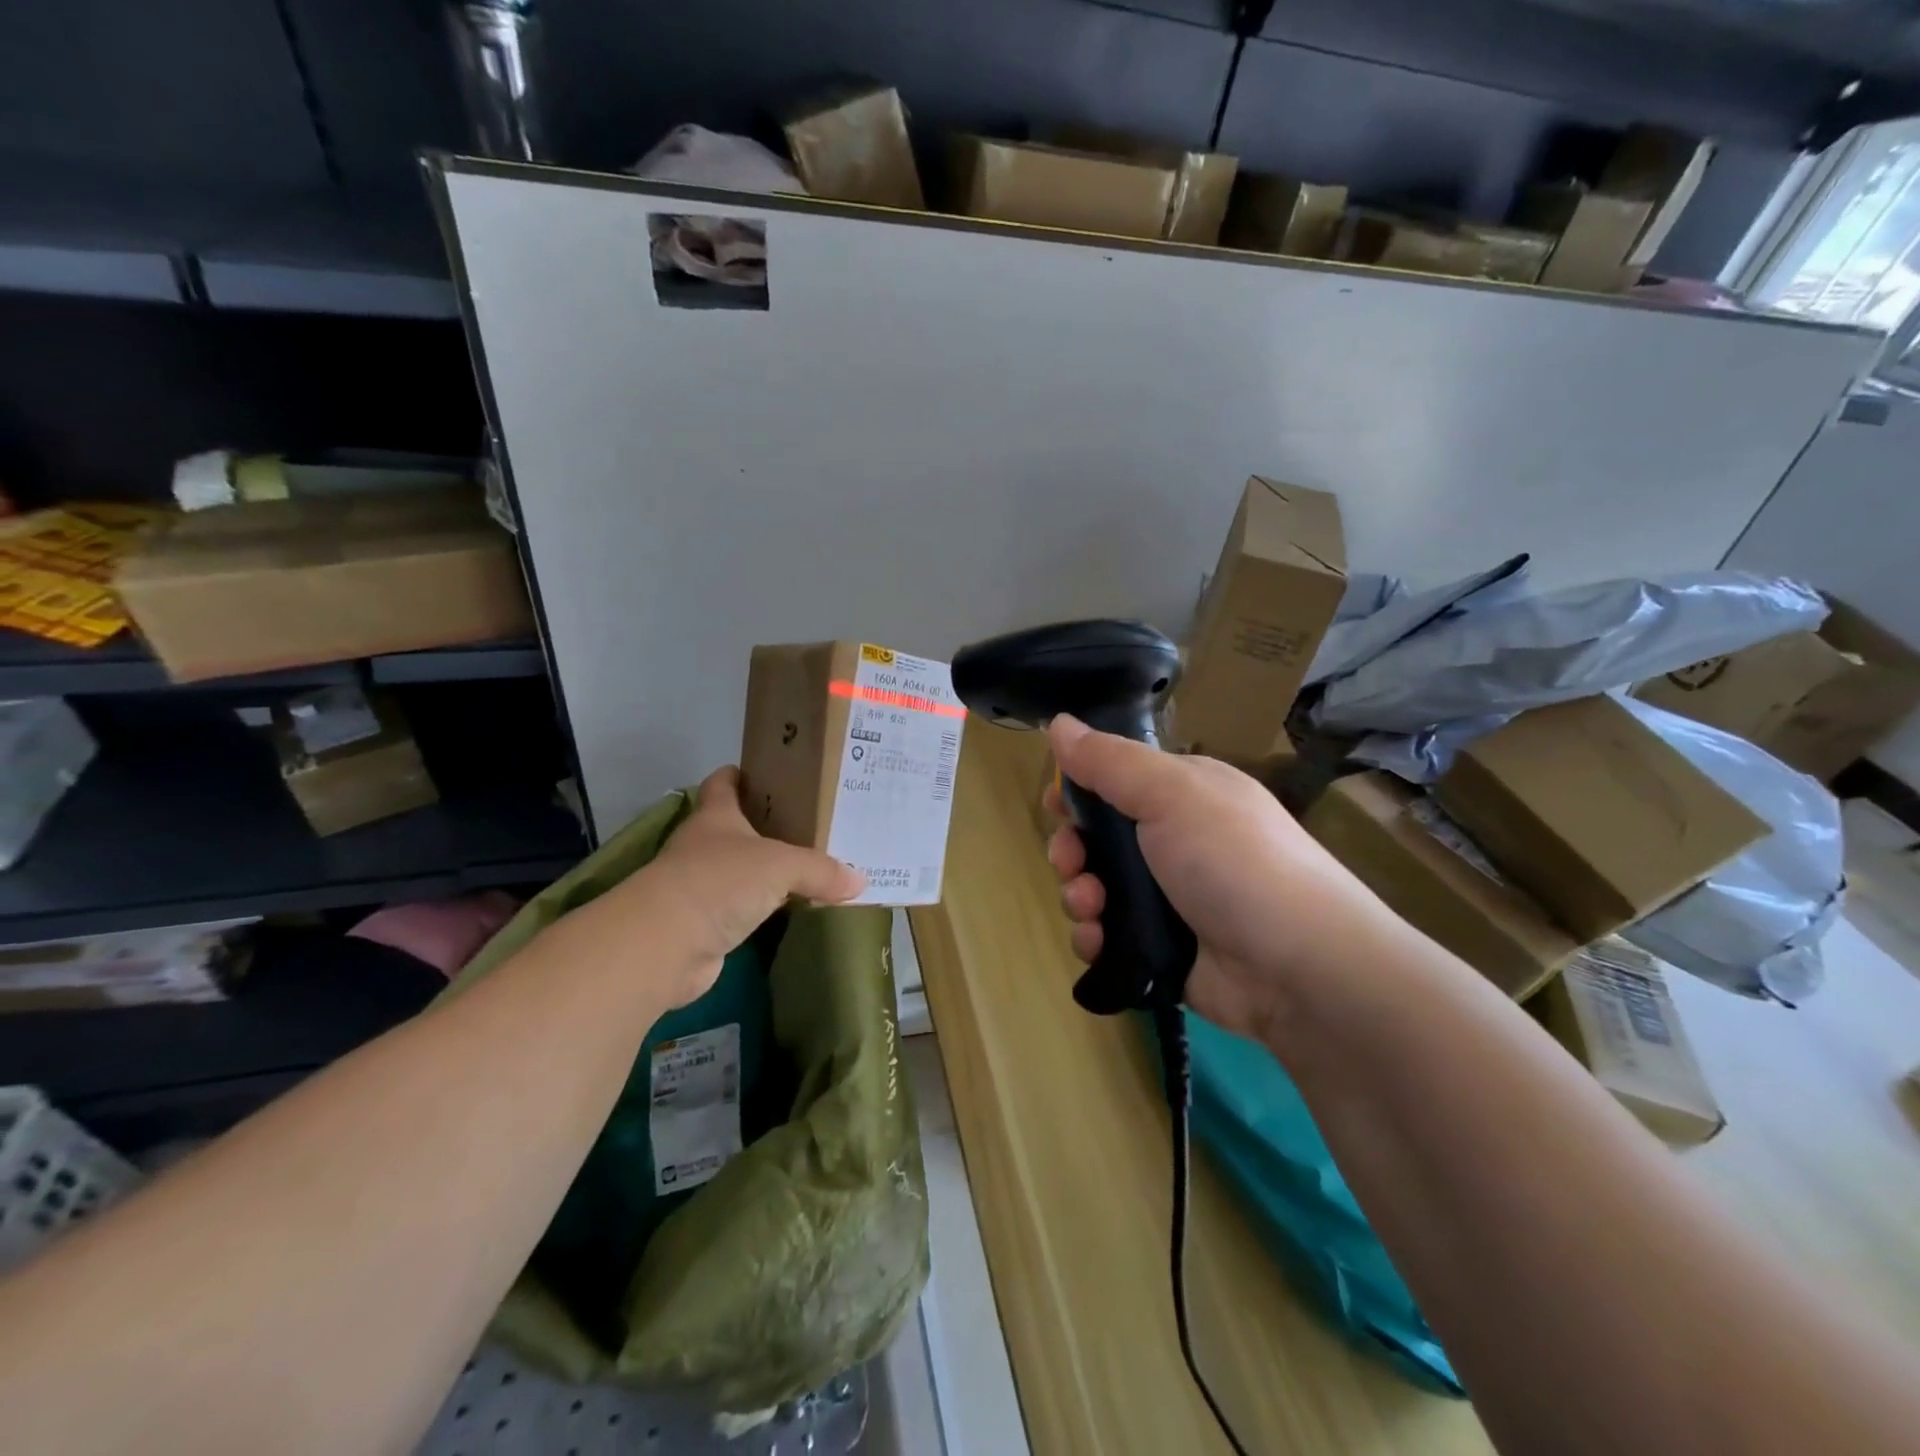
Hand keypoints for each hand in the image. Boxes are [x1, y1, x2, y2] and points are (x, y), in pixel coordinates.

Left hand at [616, 767, 865, 1008]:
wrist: (666, 945)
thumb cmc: (719, 882)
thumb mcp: (780, 865)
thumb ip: (821, 870)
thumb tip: (860, 879)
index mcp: (716, 817)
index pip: (723, 783)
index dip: (742, 775)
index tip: (772, 774)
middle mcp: (704, 847)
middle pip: (736, 828)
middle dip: (768, 826)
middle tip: (812, 824)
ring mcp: (702, 887)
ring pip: (742, 872)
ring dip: (768, 872)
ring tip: (812, 867)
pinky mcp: (706, 926)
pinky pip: (744, 910)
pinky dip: (766, 910)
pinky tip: (794, 910)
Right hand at [1043, 715, 1391, 1042]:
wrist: (1298, 966)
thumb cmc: (1232, 860)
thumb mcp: (1171, 793)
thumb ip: (1109, 761)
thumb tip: (1059, 722)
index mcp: (1183, 796)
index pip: (1116, 782)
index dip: (1079, 792)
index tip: (1056, 806)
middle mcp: (1175, 843)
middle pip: (1098, 840)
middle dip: (1072, 851)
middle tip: (1071, 863)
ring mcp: (1169, 900)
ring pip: (1097, 890)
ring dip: (1079, 896)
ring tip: (1091, 910)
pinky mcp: (1163, 950)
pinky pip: (1109, 938)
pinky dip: (1095, 938)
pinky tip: (1098, 943)